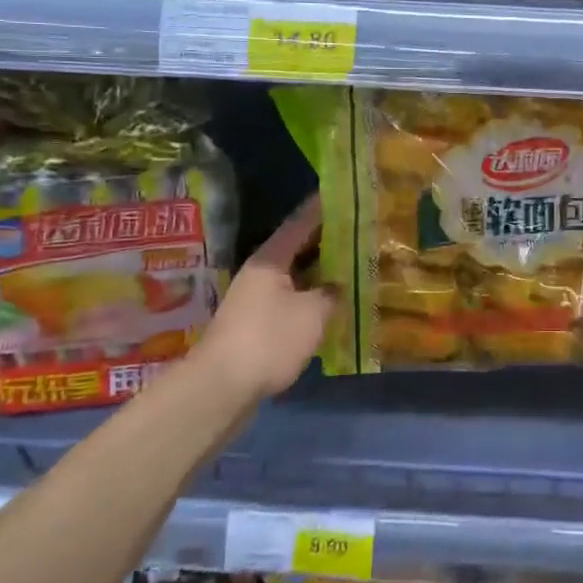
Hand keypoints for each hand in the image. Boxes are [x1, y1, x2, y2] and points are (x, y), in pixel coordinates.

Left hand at [192, 196, 335, 396]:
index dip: (323, 208)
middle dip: (328, 241)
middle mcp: (261, 273)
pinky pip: (292, 300)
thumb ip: (332, 293)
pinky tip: (334, 304)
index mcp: (271, 259)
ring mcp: (256, 300)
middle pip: (298, 248)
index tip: (345, 194)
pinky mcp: (257, 325)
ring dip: (322, 272)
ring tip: (354, 266)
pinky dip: (312, 297)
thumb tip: (339, 285)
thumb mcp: (312, 313)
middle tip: (361, 233)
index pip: (301, 222)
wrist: (221, 388)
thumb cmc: (269, 340)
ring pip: (296, 276)